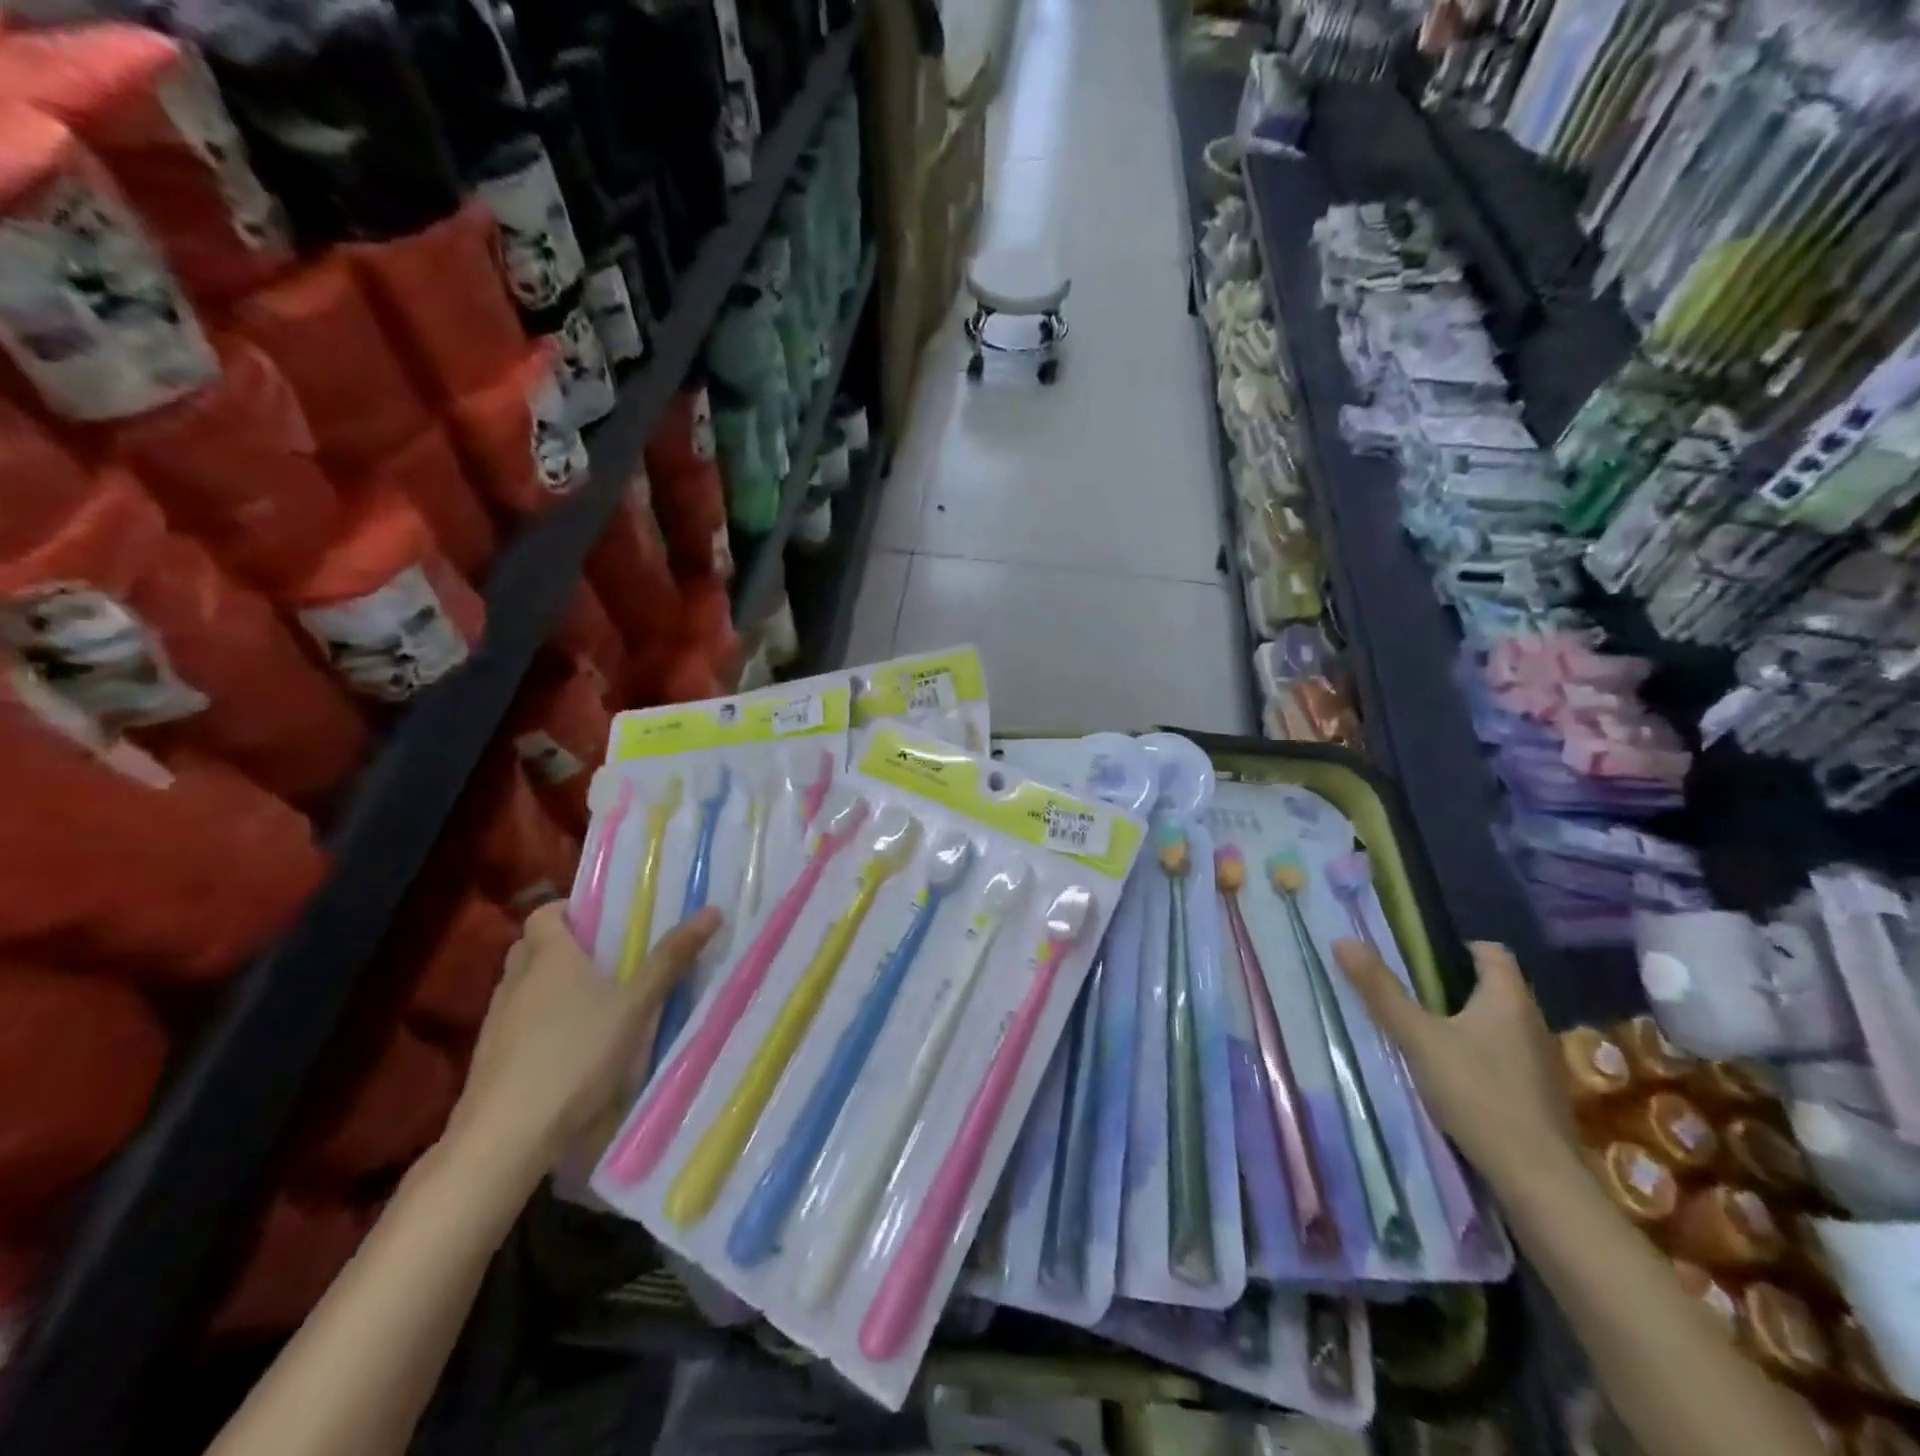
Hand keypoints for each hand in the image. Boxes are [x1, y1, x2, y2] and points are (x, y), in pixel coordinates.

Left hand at [447, 902, 722, 1177]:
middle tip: (606, 956)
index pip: (545, 913)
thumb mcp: (636, 1007)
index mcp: (549, 957)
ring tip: (594, 1002)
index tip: (602, 917)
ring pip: (523, 987)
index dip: (569, 909)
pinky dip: (539, 1023)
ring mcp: (496, 1023)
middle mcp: (516, 981)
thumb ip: (670, 960)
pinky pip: (516, 1024)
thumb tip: (712, 910)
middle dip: (563, 946)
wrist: (505, 1138)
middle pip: (532, 948)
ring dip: (550, 986)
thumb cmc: (575, 1056)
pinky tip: (569, 1048)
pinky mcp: (490, 1060)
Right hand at [1333, 939, 1576, 1187]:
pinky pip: (1505, 1054)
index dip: (1456, 947)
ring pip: (1499, 1022)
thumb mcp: (1417, 1037)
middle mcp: (1532, 1021)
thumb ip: (1380, 991)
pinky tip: (1451, 1071)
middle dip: (1452, 984)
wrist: (1535, 1176)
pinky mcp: (1539, 1092)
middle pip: (1493, 986)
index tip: (1418, 958)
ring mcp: (1541, 1059)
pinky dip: (1479, 1051)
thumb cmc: (1476, 1091)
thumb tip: (1343, 941)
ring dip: (1465, 1020)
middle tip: (1408, 990)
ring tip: (1423, 1030)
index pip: (1491, 951)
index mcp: (1508, 998)